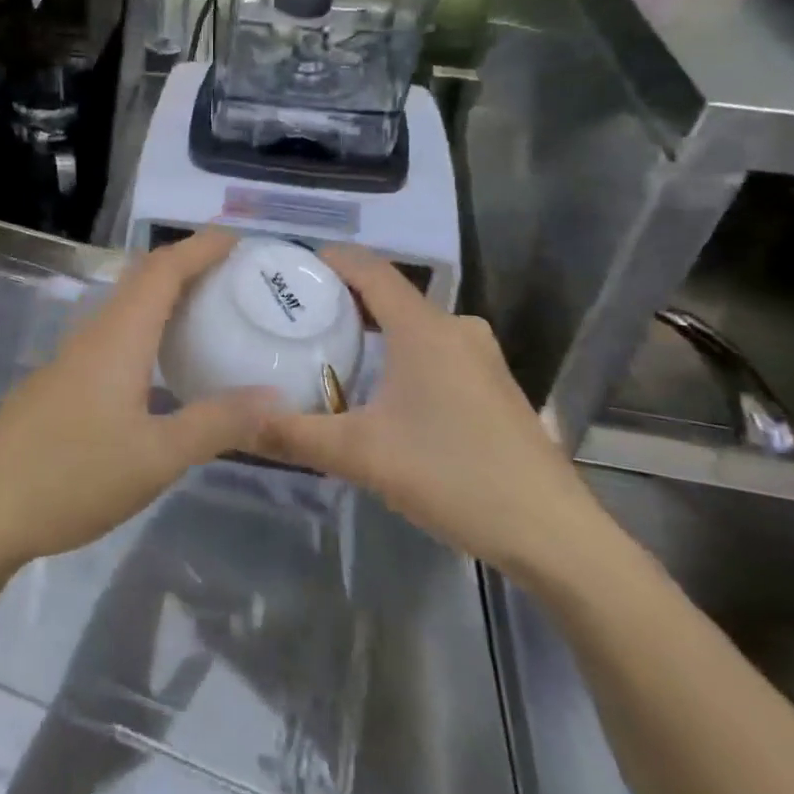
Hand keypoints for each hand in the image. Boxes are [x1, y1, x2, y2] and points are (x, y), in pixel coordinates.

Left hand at [0, 230, 277, 569]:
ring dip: (164, 297)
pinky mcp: (61, 382)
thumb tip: (275, 398)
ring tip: (206, 312)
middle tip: (232, 274)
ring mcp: (72, 358)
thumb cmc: (73, 477)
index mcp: (118, 338)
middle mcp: (93, 335)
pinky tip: (160, 366)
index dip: (199, 248)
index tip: (237, 240)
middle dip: (185, 265)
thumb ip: (216, 424)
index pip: (162, 271)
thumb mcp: (156, 457)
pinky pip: (113, 336)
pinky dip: (145, 329)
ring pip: (124, 308)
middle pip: (141, 280)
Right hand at [254, 246, 608, 579]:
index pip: (369, 268)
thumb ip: (295, 435)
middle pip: (389, 294)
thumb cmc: (454, 476)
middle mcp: (456, 329)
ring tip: (327, 351)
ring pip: (413, 324)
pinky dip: (399, 353)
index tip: (287, 269)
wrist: (554, 535)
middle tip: (293, 317)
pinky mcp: (493, 386)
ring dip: (371, 329)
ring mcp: (481, 357)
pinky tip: (379, 391)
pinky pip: (434, 350)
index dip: (328, 259)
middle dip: (341, 299)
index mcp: (424, 328)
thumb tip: (238, 423)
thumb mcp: (362, 456)